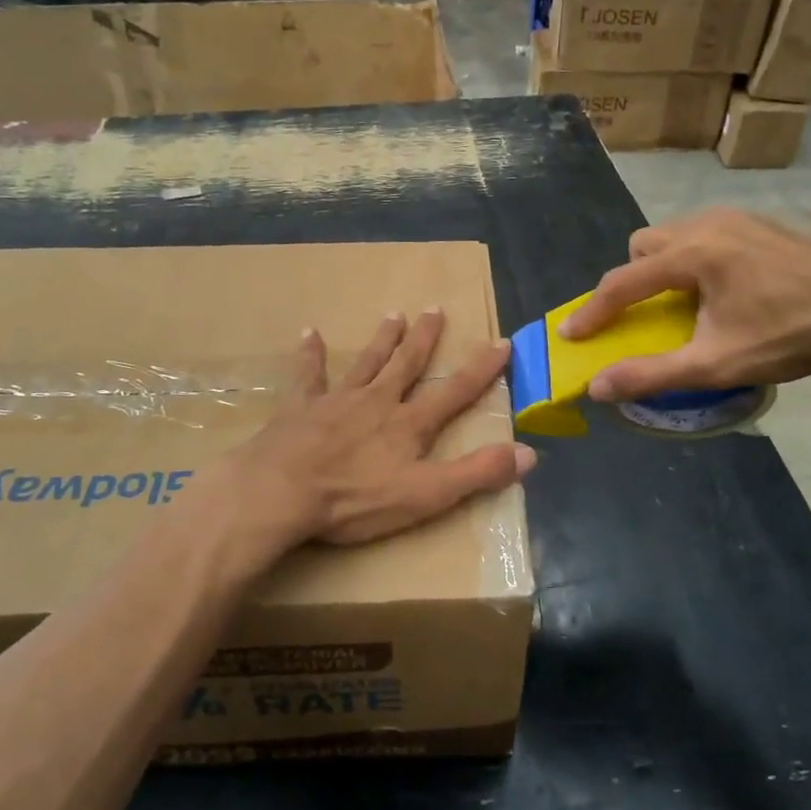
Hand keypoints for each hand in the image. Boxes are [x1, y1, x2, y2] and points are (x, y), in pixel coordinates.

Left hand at [228, 310, 534, 548]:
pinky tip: (308, 332)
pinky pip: (308, 374)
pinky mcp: (300, 407)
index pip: (454, 392)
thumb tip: (528, 453)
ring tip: (394, 314)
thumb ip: (476, 473)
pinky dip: (310, 354)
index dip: (481, 369)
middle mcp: (377, 401)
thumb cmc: (355, 499)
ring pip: (366, 362)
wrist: (282, 492)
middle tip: (435, 309)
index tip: (501, 342)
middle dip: (424, 339)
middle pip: (406, 364)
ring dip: (382, 339)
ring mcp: (337, 400)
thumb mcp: (426, 494)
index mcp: (409, 424)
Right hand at [559, 209, 810, 400]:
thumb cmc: (788, 336)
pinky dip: (695, 257)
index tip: (570, 334)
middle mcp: (707, 224)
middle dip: (635, 278)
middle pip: (644, 245)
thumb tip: (597, 387)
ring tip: (688, 300)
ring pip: (673, 234)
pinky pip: (704, 232)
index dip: (592, 311)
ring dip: (664, 265)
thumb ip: (651, 374)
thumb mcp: (715, 364)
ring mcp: (736, 217)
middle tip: (651, 312)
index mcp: (693, 255)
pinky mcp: (758, 221)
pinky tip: (724, 286)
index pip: (624, 282)